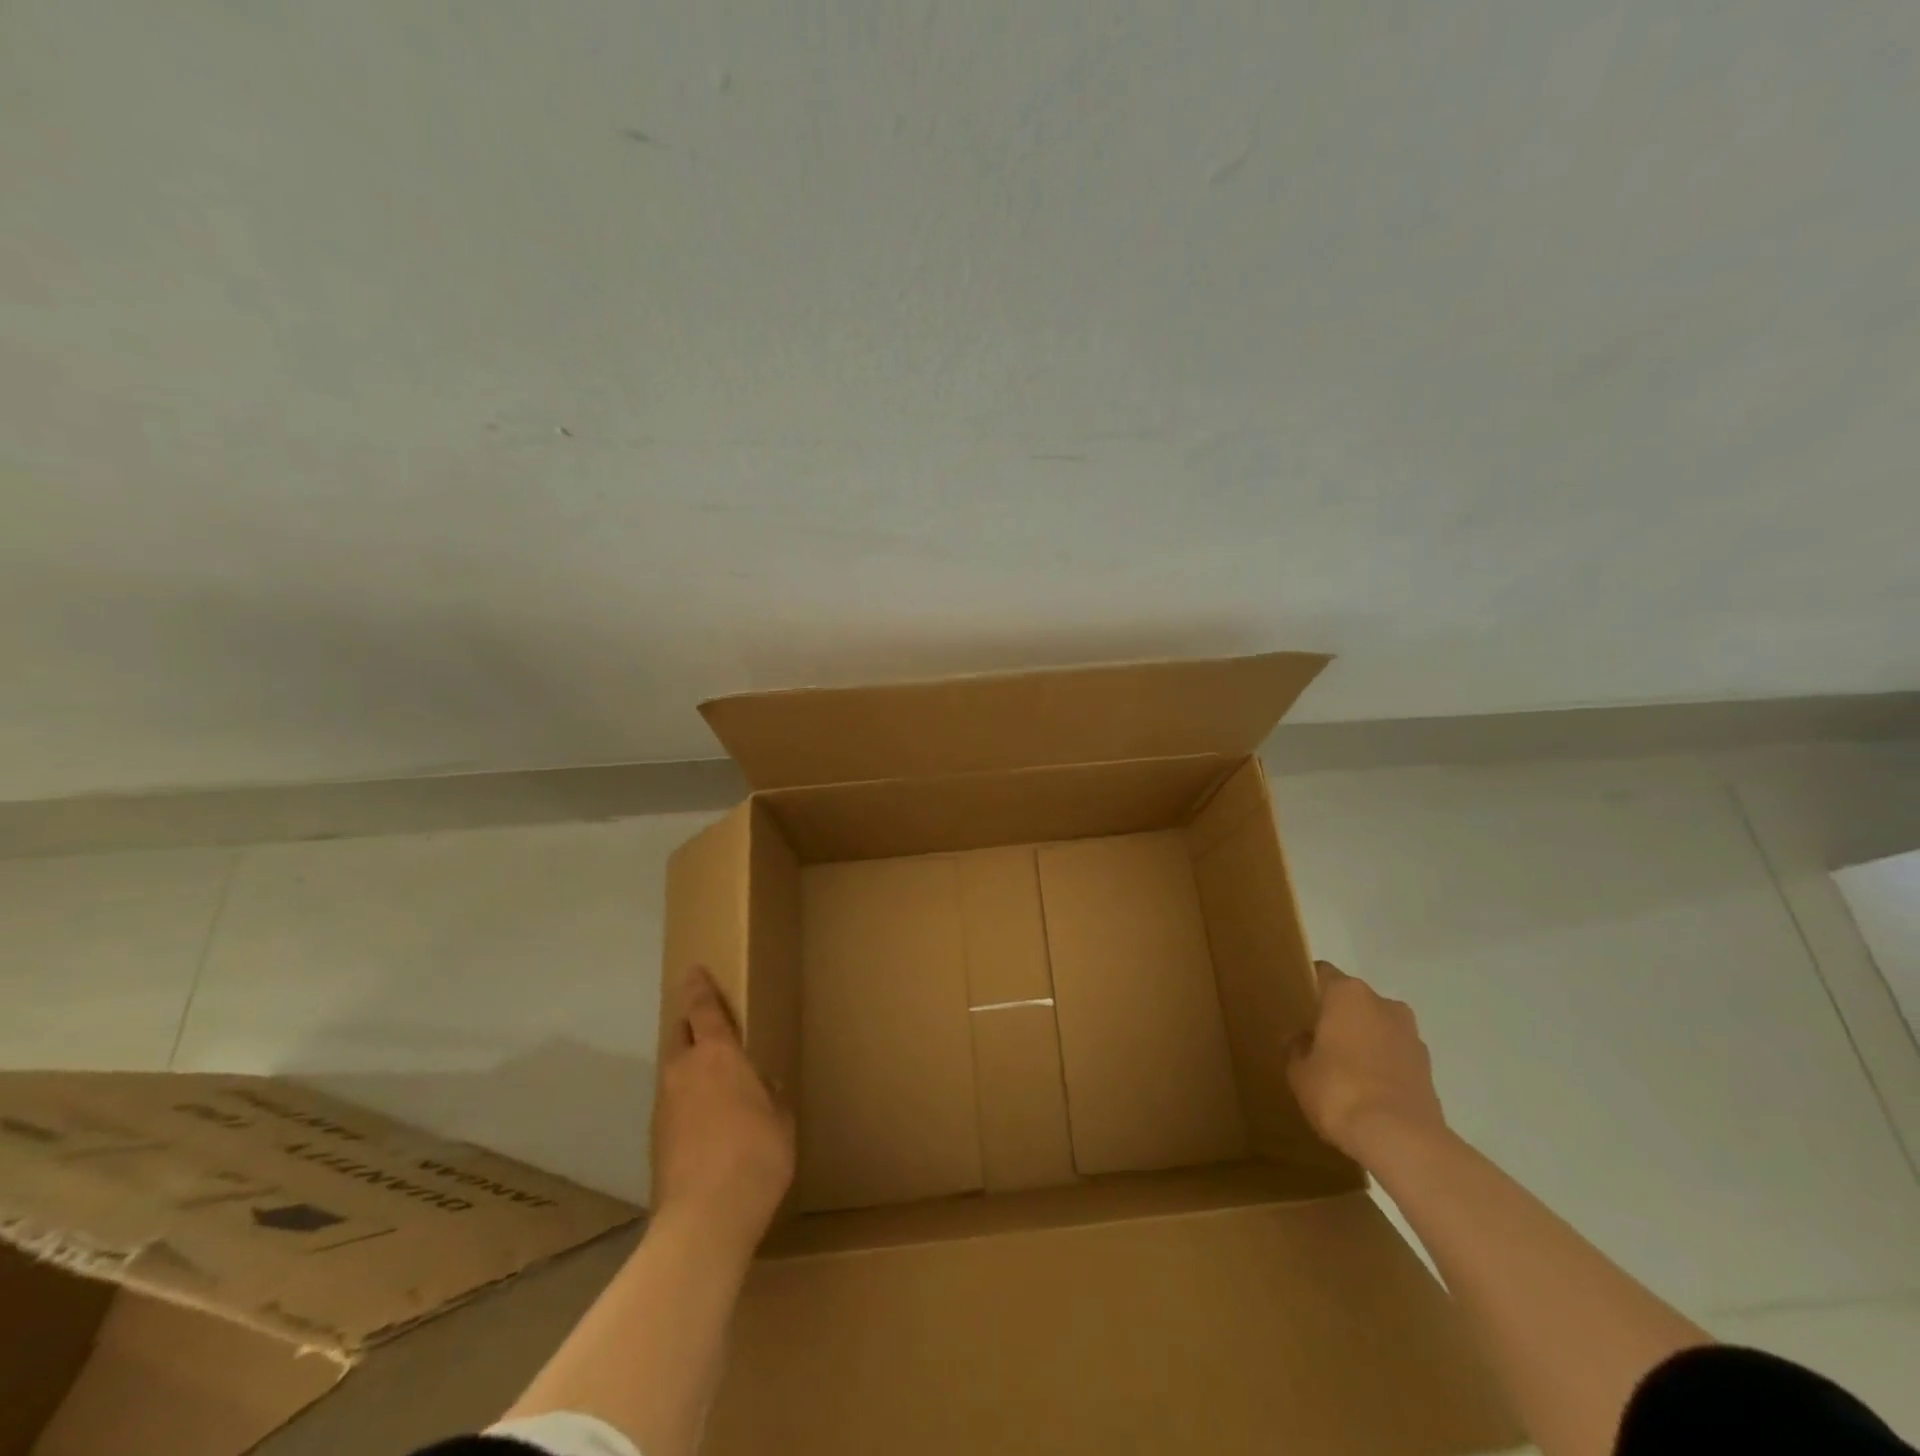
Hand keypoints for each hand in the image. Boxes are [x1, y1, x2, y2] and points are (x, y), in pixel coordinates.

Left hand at [651, 967, 794, 1257]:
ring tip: (711, 1078)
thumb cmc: (756, 1155)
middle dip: (689, 1024)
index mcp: (718, 1055)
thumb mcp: (780, 1119)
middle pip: (680, 1034)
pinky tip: (705, 1122)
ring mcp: (665, 1105)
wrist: (704, 1219)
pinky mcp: (656, 1139)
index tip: (694, 970)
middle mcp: (684, 1071)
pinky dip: (686, 1101)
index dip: (699, 987)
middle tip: (705, 1022)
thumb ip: (770, 1094)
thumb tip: (761, 1085)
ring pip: (674, 1070)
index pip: (703, 1008)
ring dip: (688, 1066)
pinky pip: (672, 1103)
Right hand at [1287, 961, 1448, 1161]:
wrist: (1402, 1140)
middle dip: (1337, 1016)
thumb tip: (1305, 1041)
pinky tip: (1367, 1091)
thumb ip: (1297, 1047)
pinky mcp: (1428, 1068)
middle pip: (1353, 1000)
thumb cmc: (1339, 1091)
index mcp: (1348, 994)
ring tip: (1343, 1070)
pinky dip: (1382, 1065)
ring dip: (1363, 1041)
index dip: (1308, 986)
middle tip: (1316, 1041)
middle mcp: (1383, 1004)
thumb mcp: (1299, 1070)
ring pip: (1378, 1028)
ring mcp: (1411, 1036)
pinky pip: (1395, 1056)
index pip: (1322, 973)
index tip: (1296, 1004)